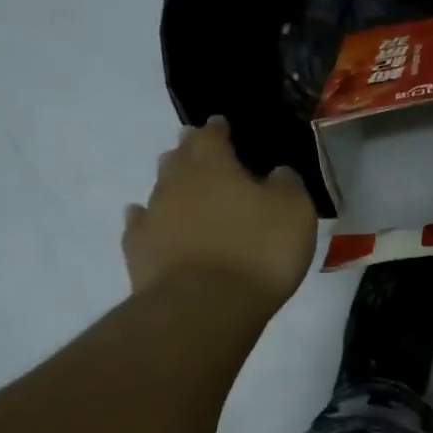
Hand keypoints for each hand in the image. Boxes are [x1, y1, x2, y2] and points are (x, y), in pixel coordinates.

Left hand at [123, 117, 316, 308]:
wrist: (204, 307)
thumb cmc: (258, 250)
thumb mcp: (294, 211)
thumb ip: (287, 184)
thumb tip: (277, 173)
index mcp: (213, 163)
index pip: (212, 135)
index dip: (218, 128)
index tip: (222, 125)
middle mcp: (176, 181)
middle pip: (179, 156)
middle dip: (189, 150)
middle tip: (197, 148)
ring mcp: (153, 215)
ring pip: (159, 188)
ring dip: (170, 183)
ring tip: (180, 184)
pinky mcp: (138, 251)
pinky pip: (140, 224)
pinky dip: (146, 218)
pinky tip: (146, 218)